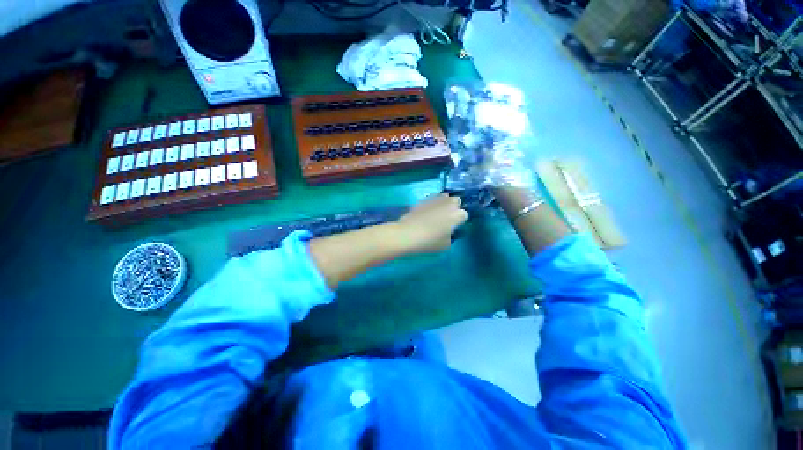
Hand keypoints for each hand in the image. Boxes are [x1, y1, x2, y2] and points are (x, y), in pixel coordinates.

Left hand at [394, 194, 468, 253]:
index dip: (460, 220)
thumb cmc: (428, 242)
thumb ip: (450, 236)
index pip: (464, 214)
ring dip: (444, 203)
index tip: (455, 226)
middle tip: (448, 216)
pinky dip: (433, 203)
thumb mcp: (445, 245)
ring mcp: (435, 201)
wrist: (407, 234)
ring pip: (445, 197)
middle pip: (456, 201)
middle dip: (454, 207)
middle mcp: (448, 205)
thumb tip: (448, 232)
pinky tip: (428, 210)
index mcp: (456, 216)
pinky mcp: (424, 200)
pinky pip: (432, 199)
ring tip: (438, 211)